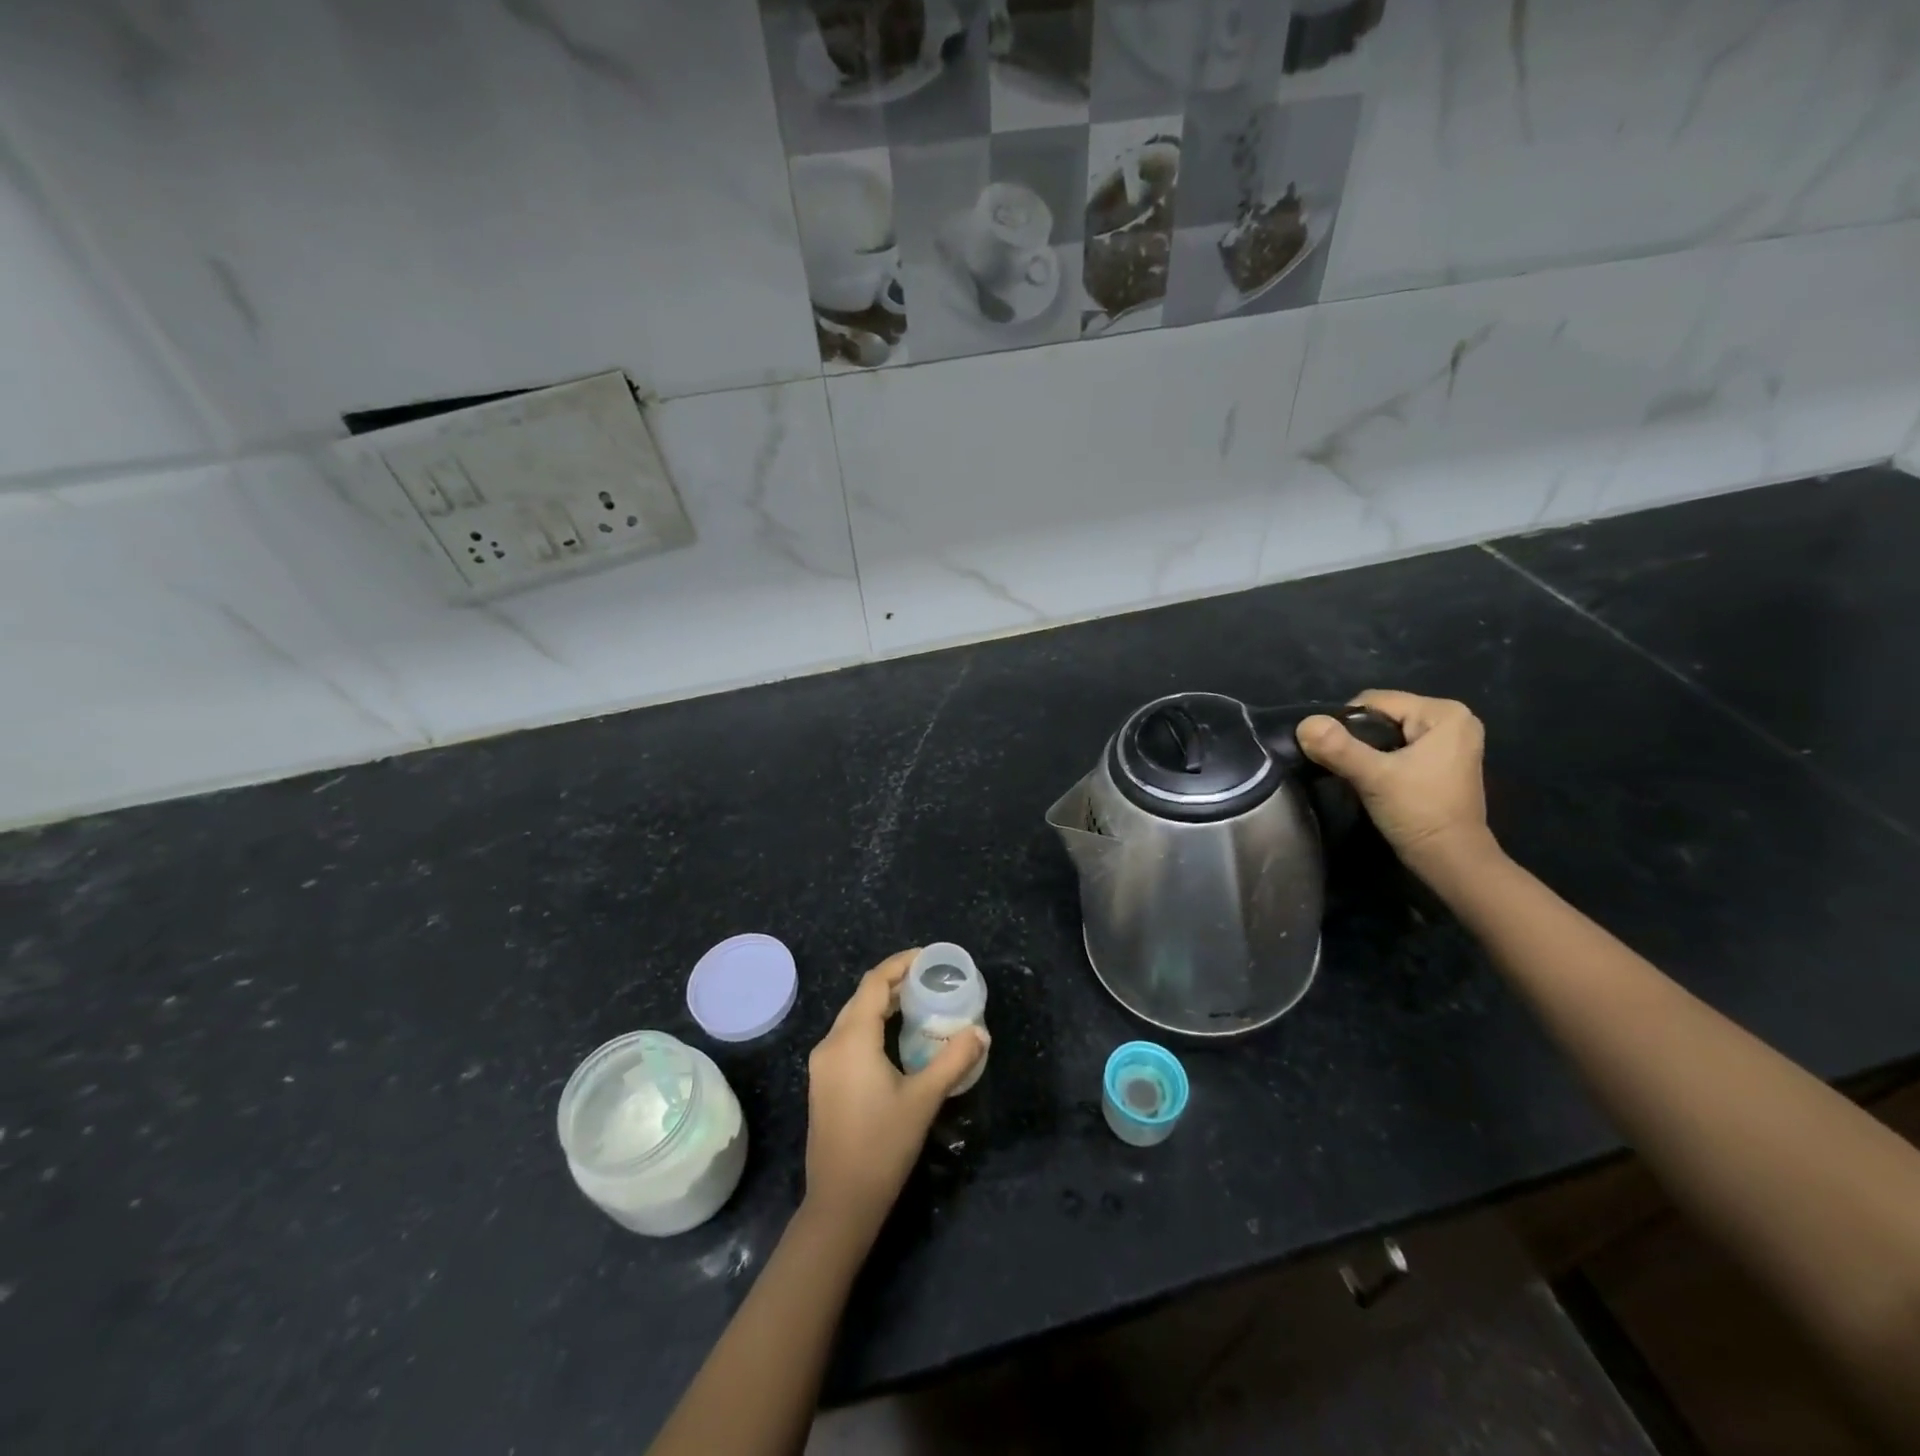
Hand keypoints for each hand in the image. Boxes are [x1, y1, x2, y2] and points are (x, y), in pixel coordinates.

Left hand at [804, 950, 984, 1229]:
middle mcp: (831, 1044)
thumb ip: (953, 1060)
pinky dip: (873, 1025)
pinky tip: (897, 1037)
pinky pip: (849, 1036)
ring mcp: (823, 1064)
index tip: (929, 958)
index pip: (874, 983)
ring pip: (854, 1017)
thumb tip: (980, 1032)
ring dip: (883, 1004)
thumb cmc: (882, 1146)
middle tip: (931, 979)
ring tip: (919, 1002)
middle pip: (863, 997)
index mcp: (851, 1040)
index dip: (900, 964)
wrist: (840, 1203)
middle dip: (895, 982)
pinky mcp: (823, 1082)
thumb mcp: (924, 1100)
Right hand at [1296, 690, 1497, 874]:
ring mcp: (1451, 741)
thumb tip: (1304, 723)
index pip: (1375, 701)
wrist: (1451, 860)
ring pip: (1389, 733)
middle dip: (1358, 738)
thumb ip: (1338, 747)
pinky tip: (1376, 780)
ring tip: (1359, 775)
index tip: (1336, 754)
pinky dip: (1383, 759)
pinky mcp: (1444, 761)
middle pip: (1382, 716)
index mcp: (1444, 713)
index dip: (1346, 724)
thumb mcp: (1374, 777)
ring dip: (1368, 751)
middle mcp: (1454, 719)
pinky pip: (1400, 747)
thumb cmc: (1419, 812)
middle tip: (1348, 767)